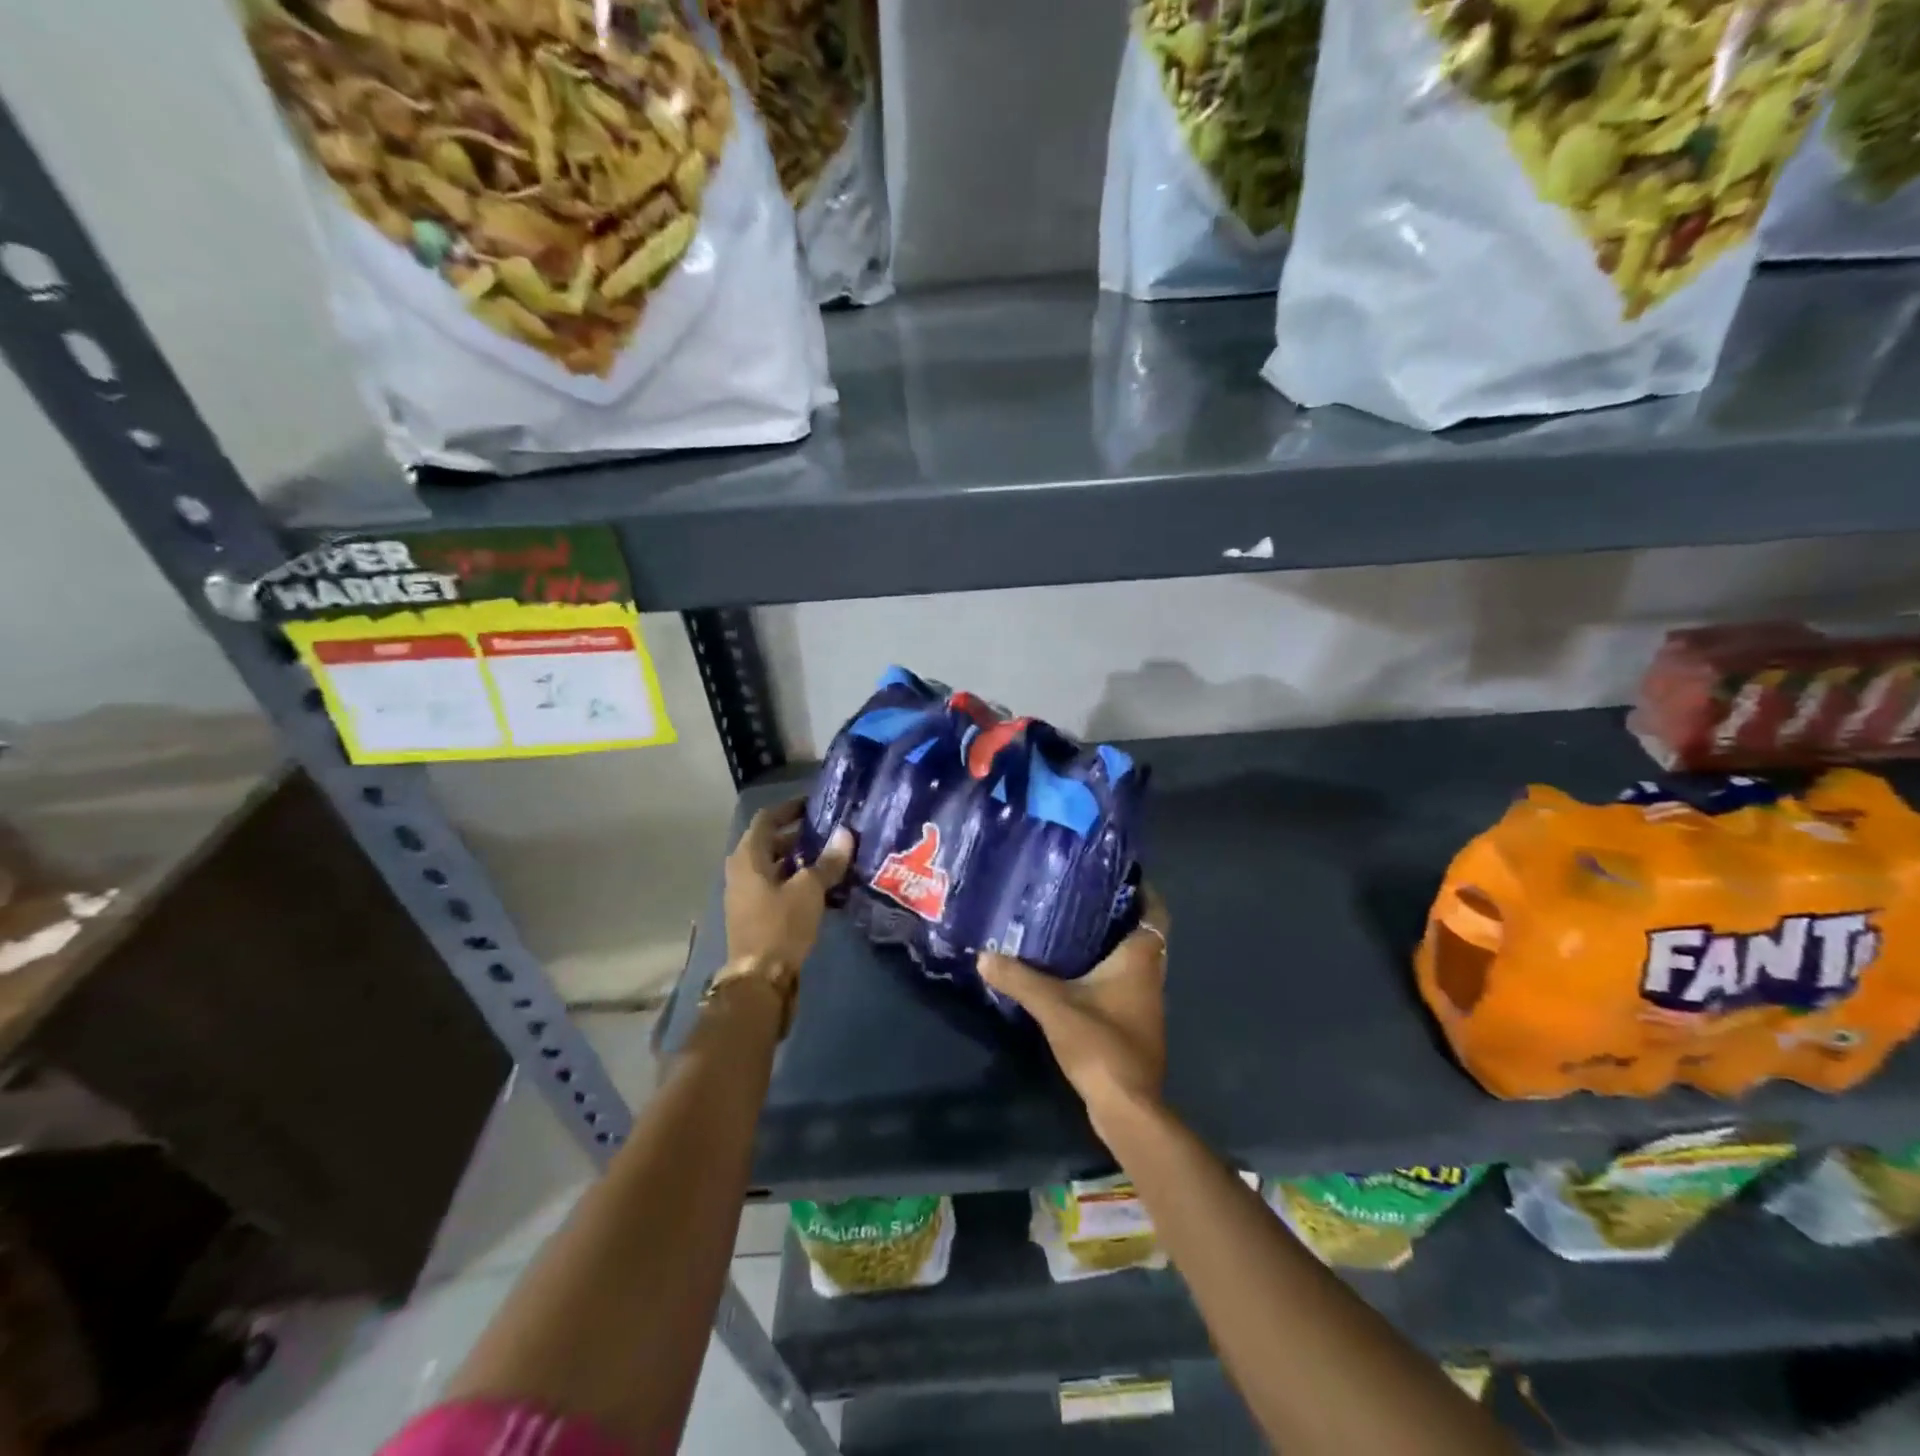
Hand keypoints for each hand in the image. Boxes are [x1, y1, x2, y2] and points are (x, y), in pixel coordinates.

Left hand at [724, 800, 854, 968]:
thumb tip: (846, 834)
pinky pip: (774, 885)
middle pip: (769, 841)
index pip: (767, 818)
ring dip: (798, 858)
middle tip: (828, 831)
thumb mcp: (809, 889)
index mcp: (748, 856)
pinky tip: (820, 886)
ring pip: (773, 865)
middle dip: (798, 834)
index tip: (815, 805)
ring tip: (829, 856)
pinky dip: (794, 879)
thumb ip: (828, 861)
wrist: (759, 978)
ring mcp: (745, 893)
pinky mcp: (753, 913)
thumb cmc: (781, 925)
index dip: (790, 808)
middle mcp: (741, 870)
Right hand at [979, 885, 1169, 1120]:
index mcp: (1140, 960)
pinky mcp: (1136, 1026)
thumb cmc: (1100, 1043)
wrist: (1127, 1106)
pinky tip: (1078, 974)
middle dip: (1121, 915)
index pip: (1154, 913)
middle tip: (1085, 897)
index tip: (1118, 874)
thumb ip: (1019, 978)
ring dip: (1114, 945)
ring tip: (1076, 928)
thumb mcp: (1053, 1005)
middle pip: (1145, 935)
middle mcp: (1151, 977)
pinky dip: (1109, 973)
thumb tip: (984, 955)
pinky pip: (1127, 985)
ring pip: (1136, 962)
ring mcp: (1147, 1004)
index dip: (1144, 891)